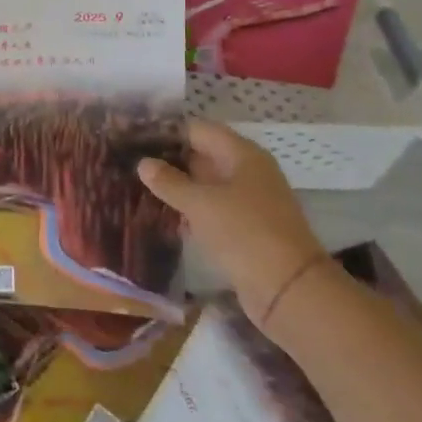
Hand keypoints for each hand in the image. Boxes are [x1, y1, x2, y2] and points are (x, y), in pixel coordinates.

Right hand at [137, 118, 324, 331]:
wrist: (291, 291)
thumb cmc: (245, 233)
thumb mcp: (201, 204)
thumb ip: (169, 182)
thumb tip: (143, 163)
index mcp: (242, 155)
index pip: (198, 130)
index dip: (167, 132)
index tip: (135, 139)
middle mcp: (248, 172)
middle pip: (203, 156)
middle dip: (170, 160)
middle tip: (131, 164)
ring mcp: (250, 202)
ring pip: (206, 185)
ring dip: (179, 187)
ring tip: (139, 188)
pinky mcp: (247, 230)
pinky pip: (213, 210)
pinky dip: (191, 210)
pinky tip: (164, 215)